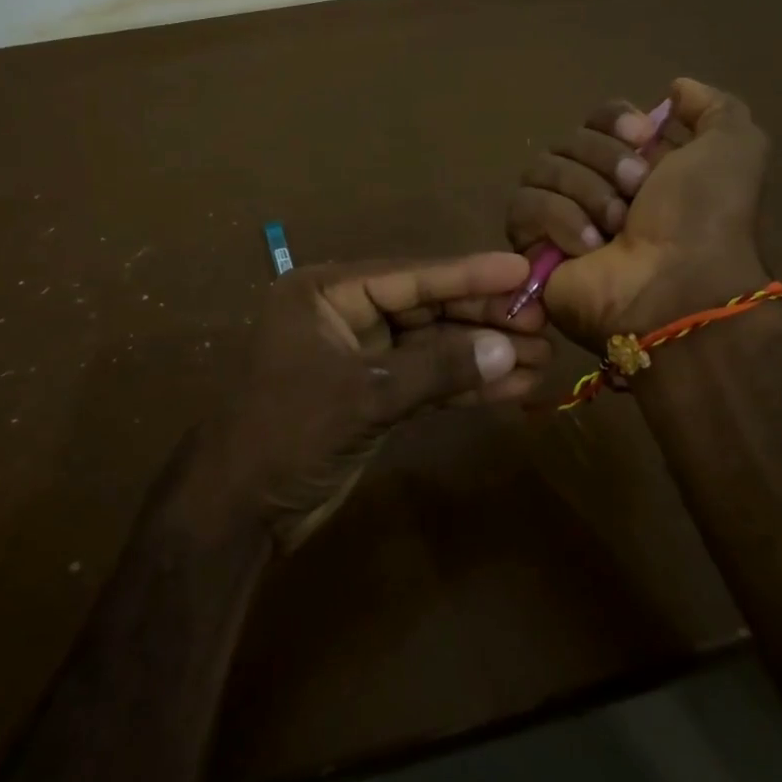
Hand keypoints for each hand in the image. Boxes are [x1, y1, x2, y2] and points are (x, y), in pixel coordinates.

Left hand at [183, 254, 549, 549]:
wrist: (238, 511)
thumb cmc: (287, 433)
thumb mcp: (363, 396)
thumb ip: (436, 369)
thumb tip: (508, 350)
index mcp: (325, 294)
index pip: (408, 276)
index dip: (467, 275)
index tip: (521, 270)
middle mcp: (344, 317)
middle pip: (426, 309)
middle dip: (482, 319)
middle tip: (543, 321)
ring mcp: (360, 359)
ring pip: (431, 348)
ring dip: (482, 356)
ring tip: (542, 357)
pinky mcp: (373, 397)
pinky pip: (426, 382)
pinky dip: (465, 387)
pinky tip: (513, 389)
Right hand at [506, 78, 769, 349]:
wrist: (677, 287)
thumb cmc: (706, 218)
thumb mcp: (735, 149)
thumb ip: (714, 108)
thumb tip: (675, 89)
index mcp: (636, 163)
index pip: (597, 117)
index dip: (614, 121)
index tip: (642, 138)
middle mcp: (595, 185)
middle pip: (568, 139)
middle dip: (604, 162)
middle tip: (636, 195)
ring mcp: (560, 215)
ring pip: (541, 168)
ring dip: (585, 193)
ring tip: (614, 229)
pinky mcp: (531, 245)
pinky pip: (524, 206)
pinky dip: (559, 220)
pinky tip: (588, 247)